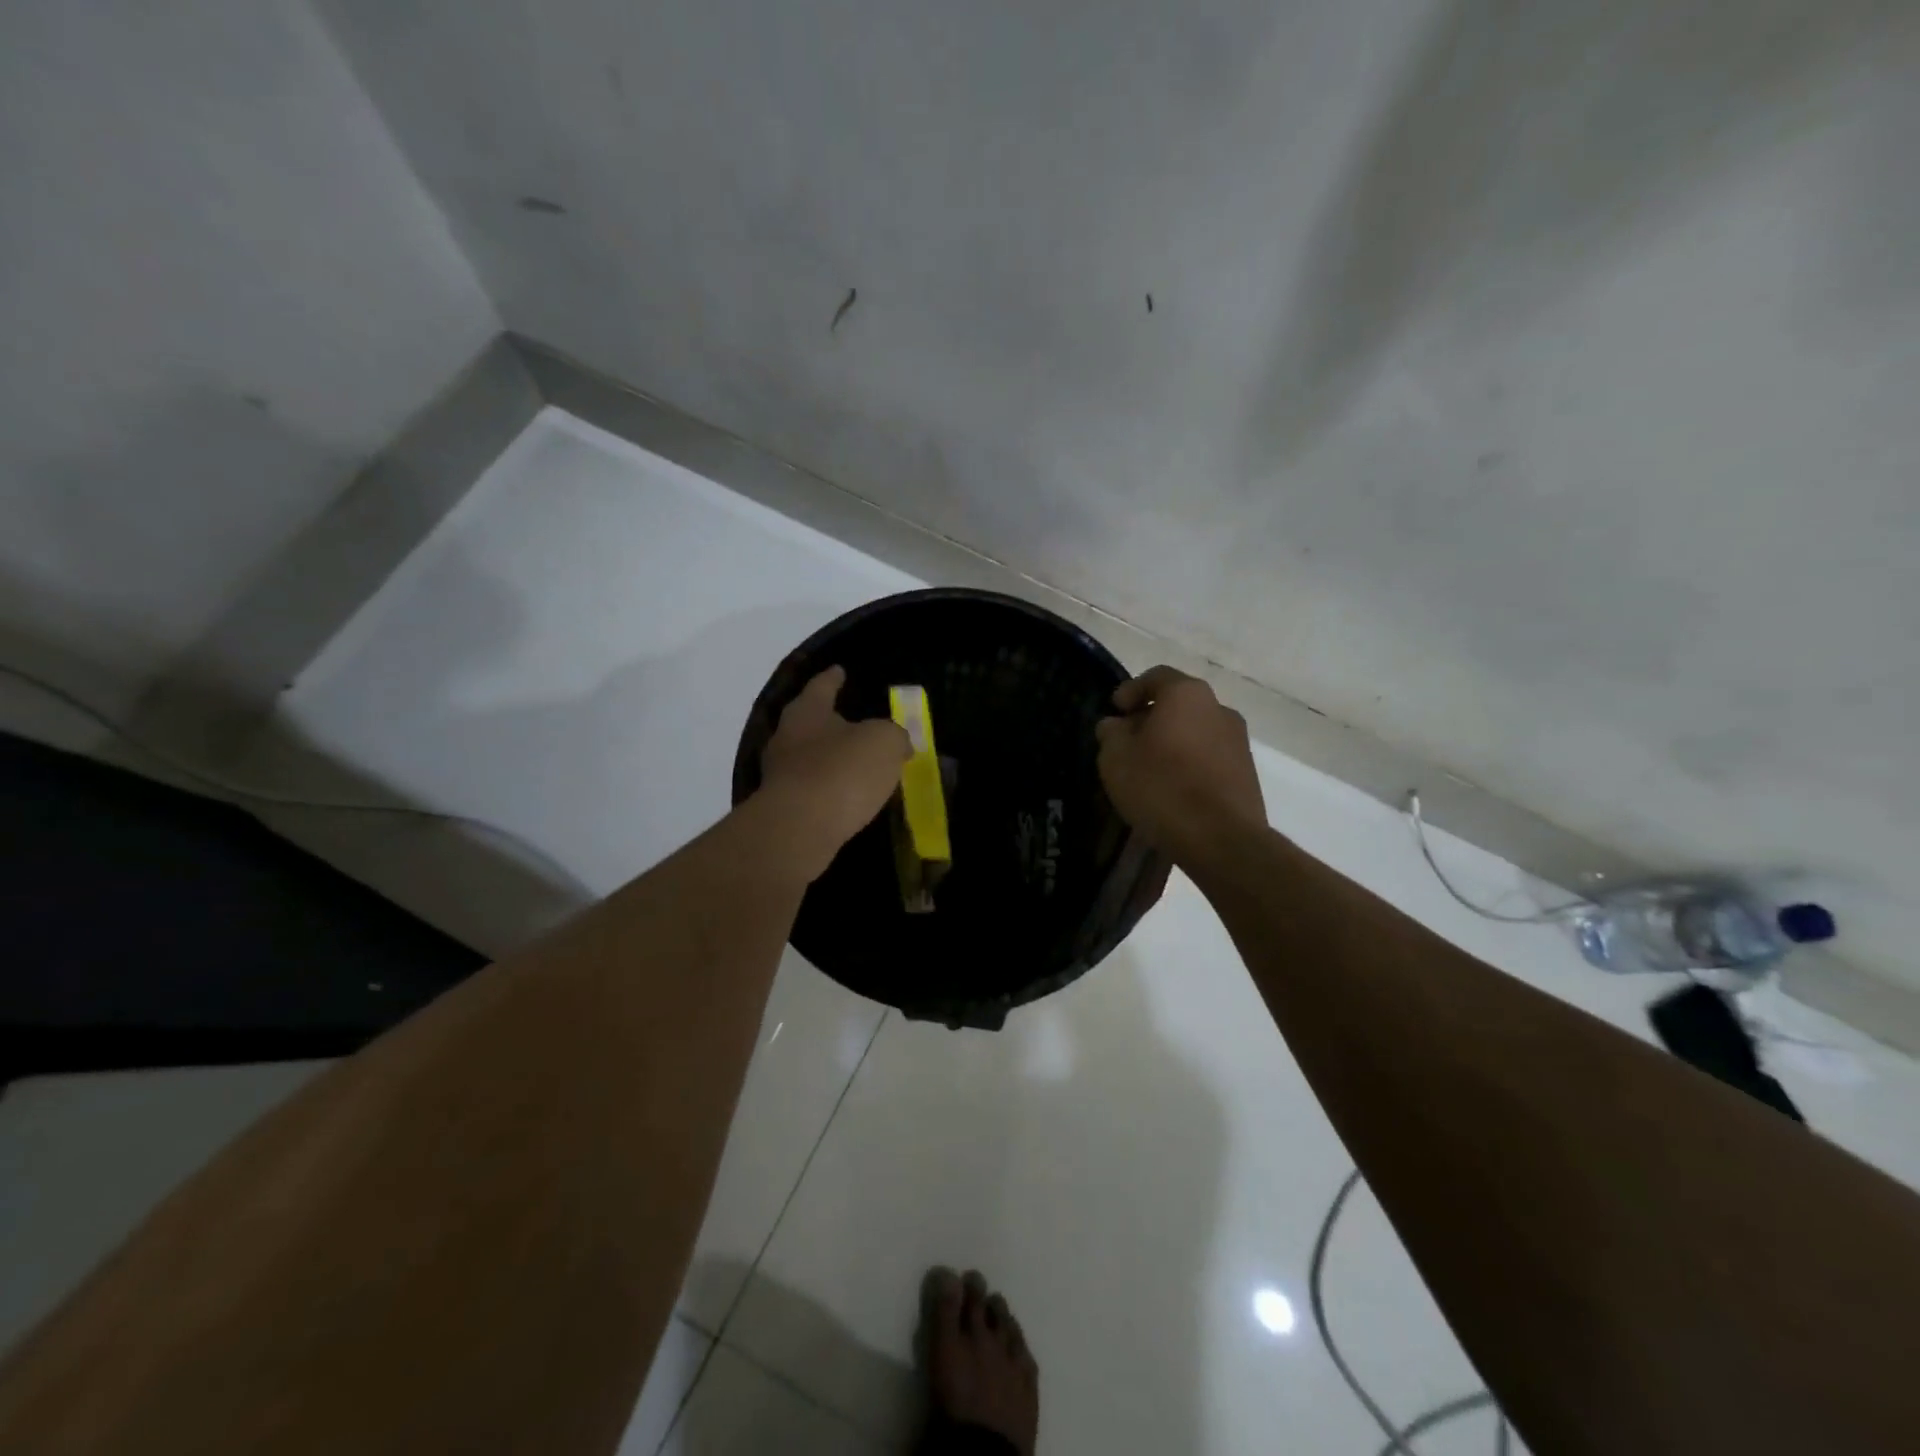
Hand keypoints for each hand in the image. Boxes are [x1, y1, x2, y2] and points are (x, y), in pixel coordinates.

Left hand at [758, 666, 910, 879]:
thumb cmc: (842, 772)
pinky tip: (849, 796)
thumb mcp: (884, 743)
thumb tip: (898, 744)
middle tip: (854, 720)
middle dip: (831, 721)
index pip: (822, 686)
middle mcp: (787, 737)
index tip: (839, 670)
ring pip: (810, 758)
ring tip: (859, 763)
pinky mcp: (784, 807)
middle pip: (810, 722)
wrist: (799, 830)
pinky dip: (830, 788)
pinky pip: (813, 789)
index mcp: (808, 712)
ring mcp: (781, 774)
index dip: (833, 677)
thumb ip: (894, 736)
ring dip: (832, 758)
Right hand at [1095, 666, 1265, 863]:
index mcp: (1186, 694)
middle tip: (1127, 741)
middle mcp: (1219, 708)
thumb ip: (1111, 733)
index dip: (1131, 690)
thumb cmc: (1161, 787)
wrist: (1222, 840)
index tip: (1115, 711)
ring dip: (1172, 742)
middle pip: (1178, 704)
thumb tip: (1117, 725)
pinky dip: (1189, 764)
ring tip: (1149, 769)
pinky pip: (1209, 757)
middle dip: (1151, 718)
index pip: (1156, 677)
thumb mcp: (1116, 758)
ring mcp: (1238, 741)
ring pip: (1195, 731)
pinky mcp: (1246, 773)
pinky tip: (1173, 789)